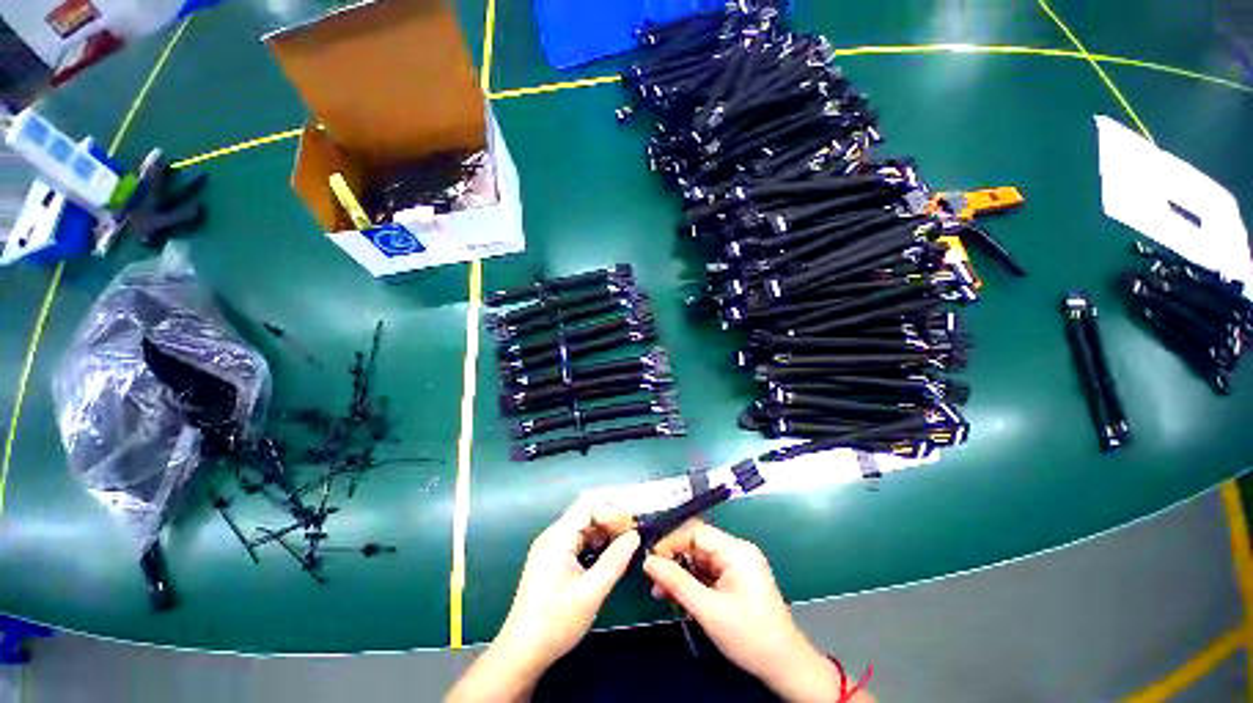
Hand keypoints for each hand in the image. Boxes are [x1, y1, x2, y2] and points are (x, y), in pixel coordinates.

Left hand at [496, 499, 639, 667]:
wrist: (521, 653)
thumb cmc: (556, 622)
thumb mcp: (591, 592)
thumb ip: (615, 560)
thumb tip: (634, 535)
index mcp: (558, 537)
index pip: (588, 505)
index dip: (612, 508)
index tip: (633, 520)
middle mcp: (553, 536)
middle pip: (586, 514)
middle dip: (611, 519)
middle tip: (635, 530)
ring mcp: (551, 548)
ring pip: (583, 528)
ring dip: (605, 531)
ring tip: (628, 540)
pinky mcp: (552, 561)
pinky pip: (578, 542)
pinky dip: (596, 544)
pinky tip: (610, 554)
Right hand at [643, 520, 865, 702]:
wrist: (786, 666)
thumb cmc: (749, 636)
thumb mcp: (708, 610)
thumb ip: (676, 582)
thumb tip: (648, 561)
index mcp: (736, 550)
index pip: (696, 532)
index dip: (671, 542)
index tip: (651, 560)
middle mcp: (738, 550)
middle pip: (698, 544)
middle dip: (674, 560)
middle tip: (655, 581)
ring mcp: (740, 564)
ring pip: (701, 559)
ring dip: (682, 573)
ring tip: (663, 593)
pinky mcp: (739, 578)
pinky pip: (710, 571)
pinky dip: (694, 582)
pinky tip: (681, 597)